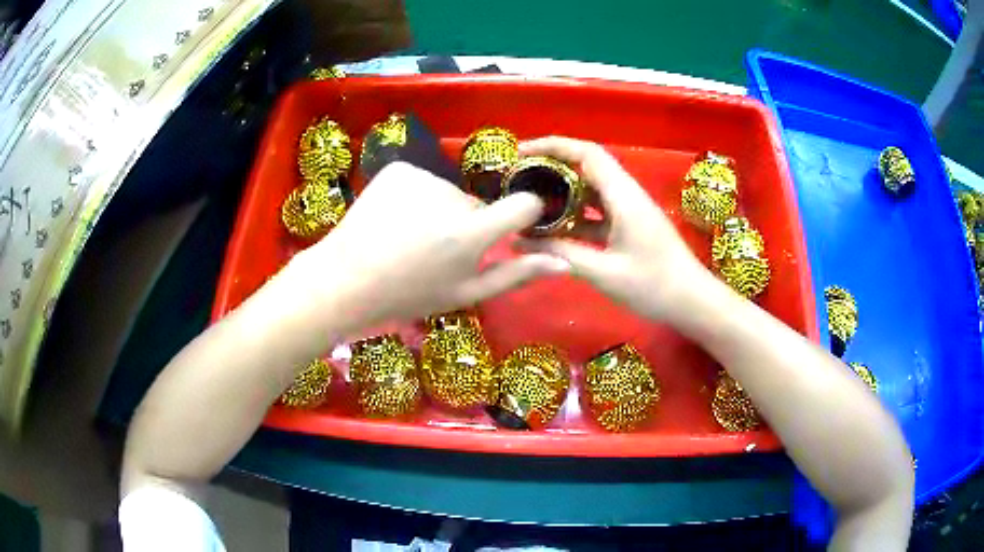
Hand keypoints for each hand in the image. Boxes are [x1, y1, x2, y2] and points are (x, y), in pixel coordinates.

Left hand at [285, 162, 569, 334]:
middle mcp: (451, 196)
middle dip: (468, 223)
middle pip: (479, 203)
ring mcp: (422, 177)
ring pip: (450, 192)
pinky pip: (424, 180)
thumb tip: (562, 261)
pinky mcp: (399, 168)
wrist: (345, 278)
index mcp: (471, 233)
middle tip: (436, 250)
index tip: (512, 226)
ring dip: (441, 211)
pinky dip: (417, 197)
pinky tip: (396, 219)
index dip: (523, 214)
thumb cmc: (408, 294)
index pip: (524, 204)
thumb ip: (516, 274)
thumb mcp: (465, 293)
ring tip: (411, 237)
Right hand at [520, 137, 709, 321]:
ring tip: (529, 202)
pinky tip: (553, 230)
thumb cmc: (654, 286)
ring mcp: (628, 211)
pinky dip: (574, 216)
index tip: (521, 153)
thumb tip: (519, 242)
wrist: (693, 303)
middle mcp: (626, 195)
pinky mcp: (629, 227)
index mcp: (624, 196)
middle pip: (586, 167)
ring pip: (590, 190)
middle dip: (552, 167)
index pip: (586, 153)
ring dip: (562, 193)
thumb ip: (562, 254)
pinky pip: (597, 212)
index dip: (553, 146)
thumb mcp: (604, 272)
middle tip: (518, 179)